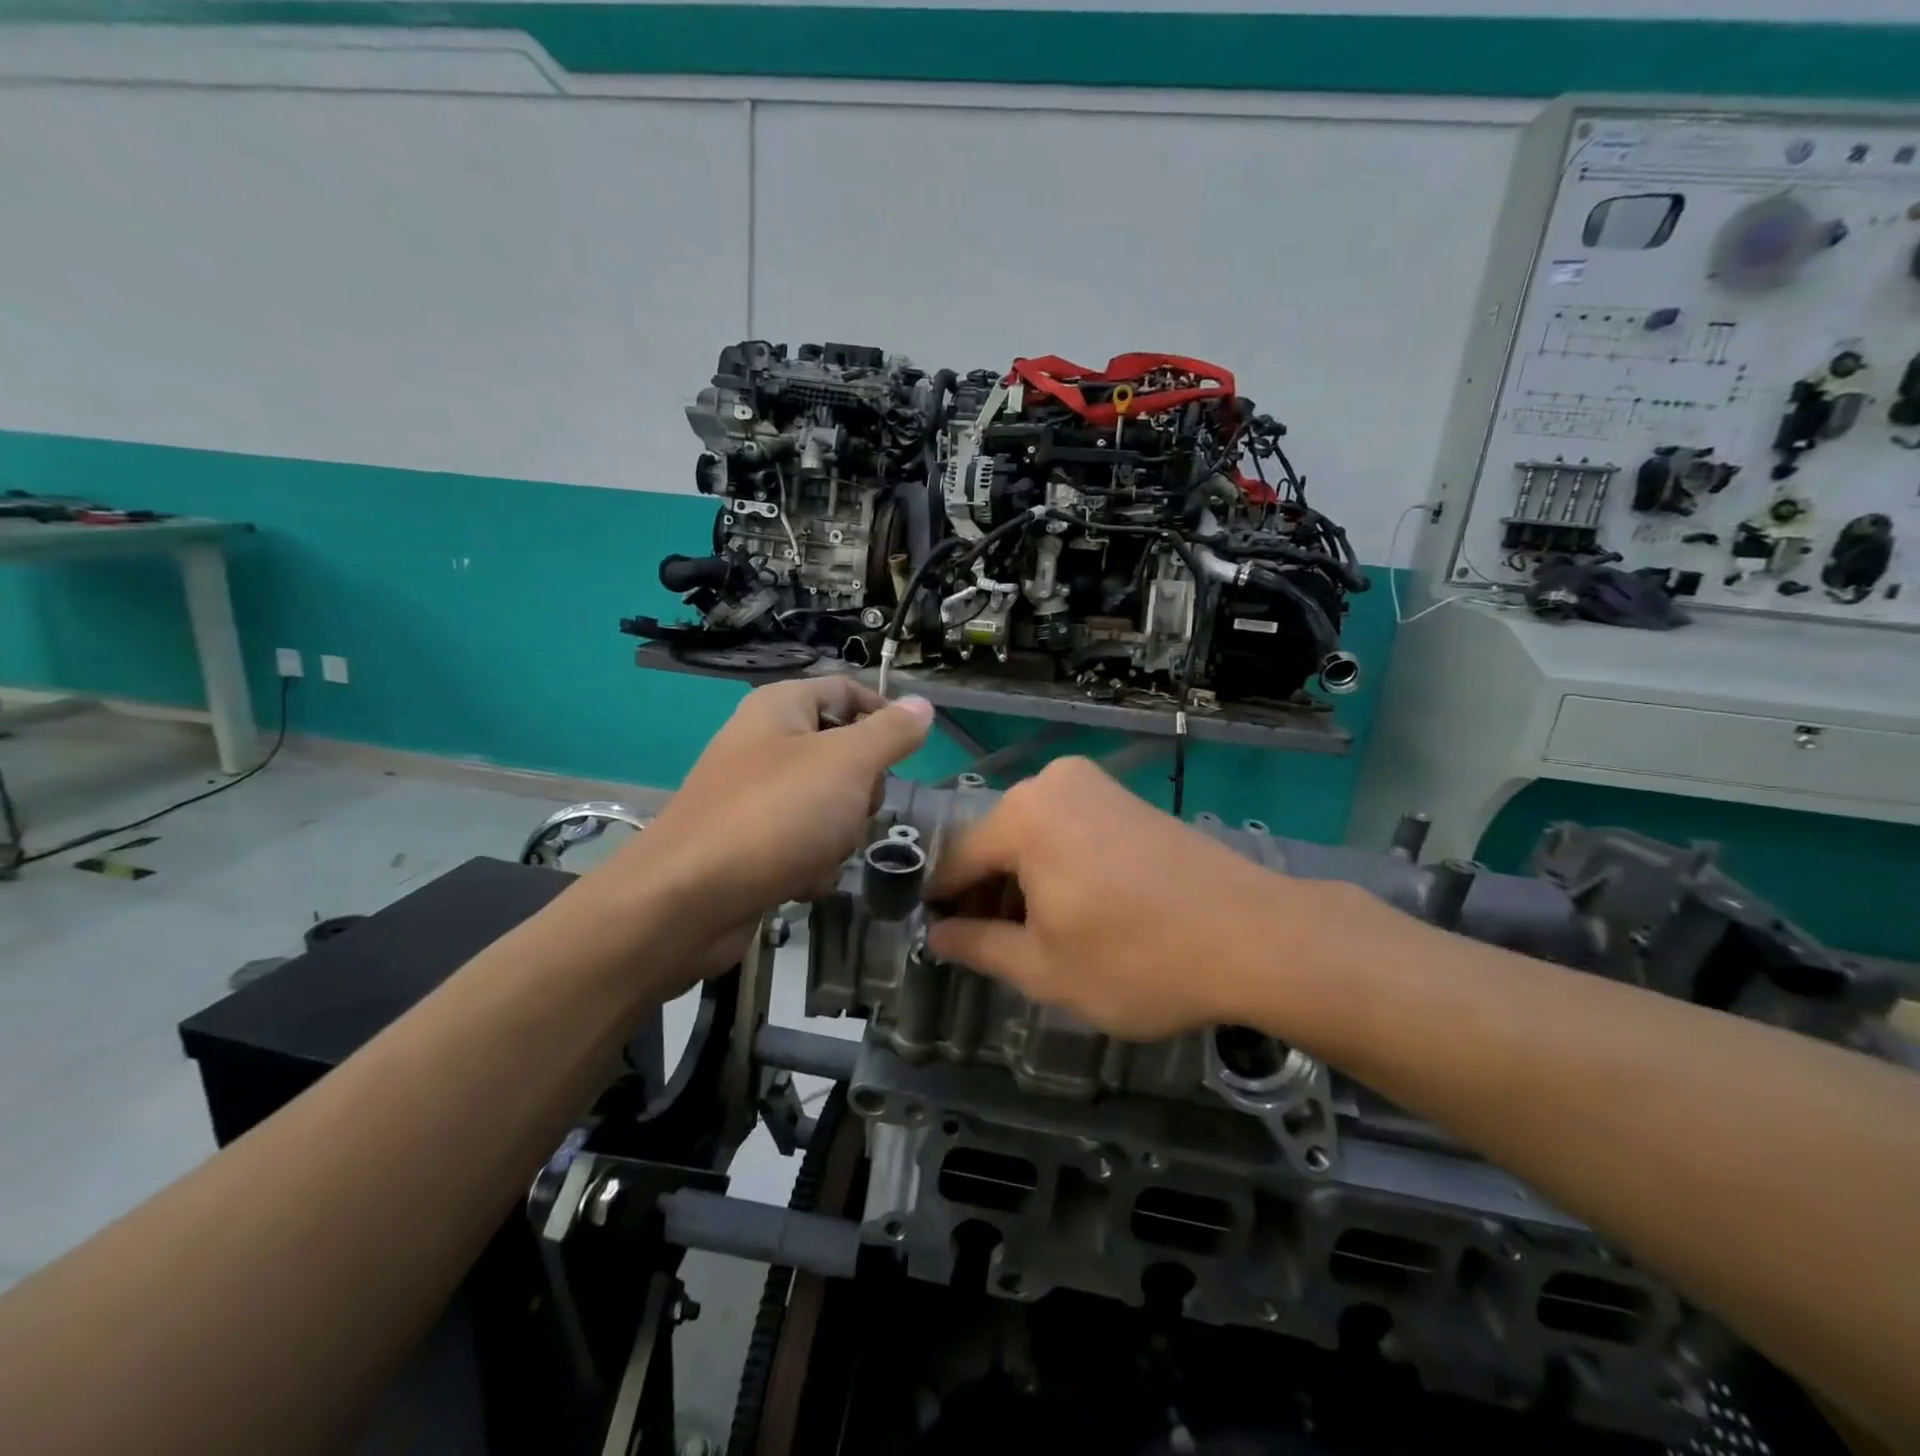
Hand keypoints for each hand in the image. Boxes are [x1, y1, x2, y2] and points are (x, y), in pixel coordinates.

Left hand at [597, 678, 933, 954]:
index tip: (911, 753)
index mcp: (781, 707)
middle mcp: (765, 744)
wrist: (686, 901)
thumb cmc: (775, 815)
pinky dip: (811, 862)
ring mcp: (755, 797)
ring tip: (820, 852)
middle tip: (854, 809)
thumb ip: (890, 733)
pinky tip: (799, 881)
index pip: (847, 690)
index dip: (884, 715)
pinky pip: (804, 843)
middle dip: (861, 789)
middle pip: (843, 753)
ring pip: (829, 804)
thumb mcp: (847, 763)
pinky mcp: (750, 844)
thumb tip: (922, 706)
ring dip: (838, 834)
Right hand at [925, 757, 1306, 1039]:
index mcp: (1022, 814)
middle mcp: (1053, 783)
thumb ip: (979, 947)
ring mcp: (1096, 786)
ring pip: (1033, 836)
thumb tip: (937, 937)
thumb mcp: (1045, 968)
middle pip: (996, 843)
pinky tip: (1073, 910)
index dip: (942, 903)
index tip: (935, 938)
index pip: (958, 860)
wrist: (1255, 936)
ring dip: (1023, 883)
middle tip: (987, 948)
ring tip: (1032, 938)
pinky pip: (1069, 829)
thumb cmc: (1137, 959)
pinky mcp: (1128, 799)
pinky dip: (1057, 866)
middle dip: (987, 894)